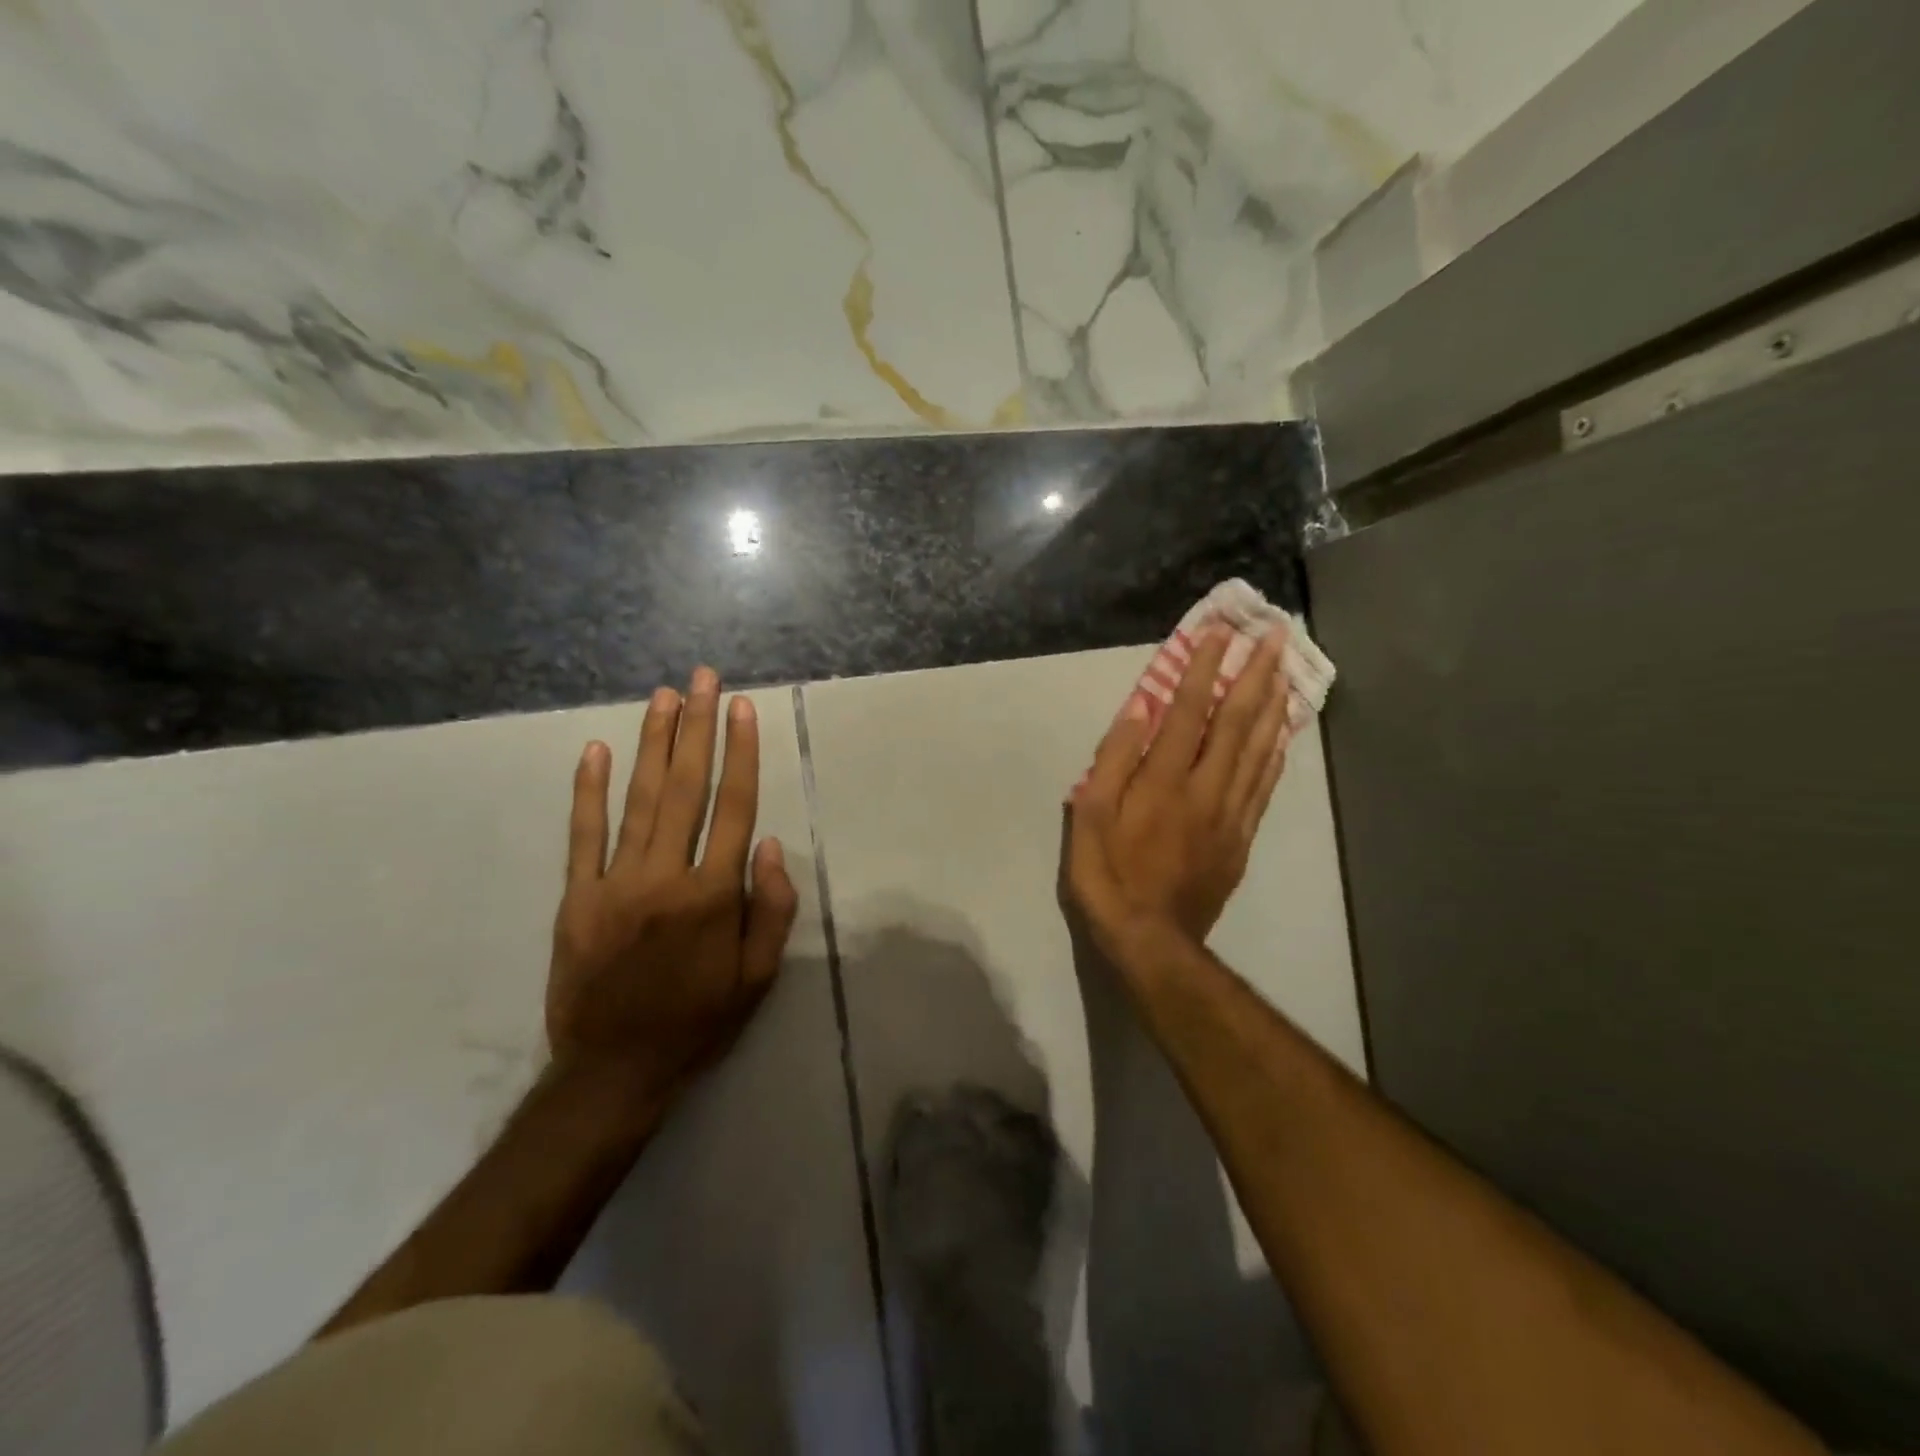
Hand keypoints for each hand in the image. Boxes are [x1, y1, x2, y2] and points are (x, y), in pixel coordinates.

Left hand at [547, 668, 799, 1100]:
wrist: (612, 1072)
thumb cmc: (698, 1022)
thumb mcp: (758, 977)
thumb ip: (771, 909)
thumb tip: (771, 844)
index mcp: (712, 896)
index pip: (733, 807)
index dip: (741, 752)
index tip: (742, 707)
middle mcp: (664, 876)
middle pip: (686, 788)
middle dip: (697, 728)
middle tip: (703, 679)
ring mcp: (613, 884)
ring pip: (638, 799)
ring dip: (652, 744)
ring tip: (664, 697)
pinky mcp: (575, 897)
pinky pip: (582, 835)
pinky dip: (587, 790)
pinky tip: (594, 750)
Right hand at [1065, 624, 1292, 963]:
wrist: (1151, 941)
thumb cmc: (1108, 877)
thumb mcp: (1088, 818)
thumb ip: (1114, 762)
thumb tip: (1138, 712)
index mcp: (1163, 781)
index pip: (1187, 712)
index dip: (1203, 668)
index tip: (1218, 632)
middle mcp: (1204, 788)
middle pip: (1235, 722)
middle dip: (1254, 674)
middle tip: (1274, 634)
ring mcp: (1230, 813)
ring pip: (1258, 749)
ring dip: (1272, 704)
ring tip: (1287, 668)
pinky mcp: (1241, 837)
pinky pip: (1264, 785)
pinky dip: (1276, 752)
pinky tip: (1283, 732)